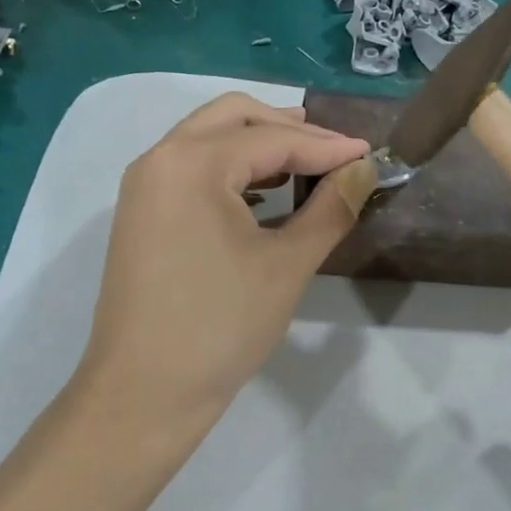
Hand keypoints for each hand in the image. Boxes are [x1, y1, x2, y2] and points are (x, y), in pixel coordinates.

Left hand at [75, 93, 376, 445]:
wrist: (144, 393)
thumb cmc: (220, 326)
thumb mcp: (286, 265)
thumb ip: (331, 209)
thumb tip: (364, 172)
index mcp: (192, 163)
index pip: (272, 138)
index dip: (328, 146)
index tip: (371, 154)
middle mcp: (160, 159)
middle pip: (232, 117)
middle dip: (288, 128)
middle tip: (336, 151)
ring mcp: (143, 187)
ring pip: (207, 138)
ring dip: (257, 143)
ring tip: (305, 164)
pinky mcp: (140, 214)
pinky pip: (190, 169)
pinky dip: (230, 168)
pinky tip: (263, 194)